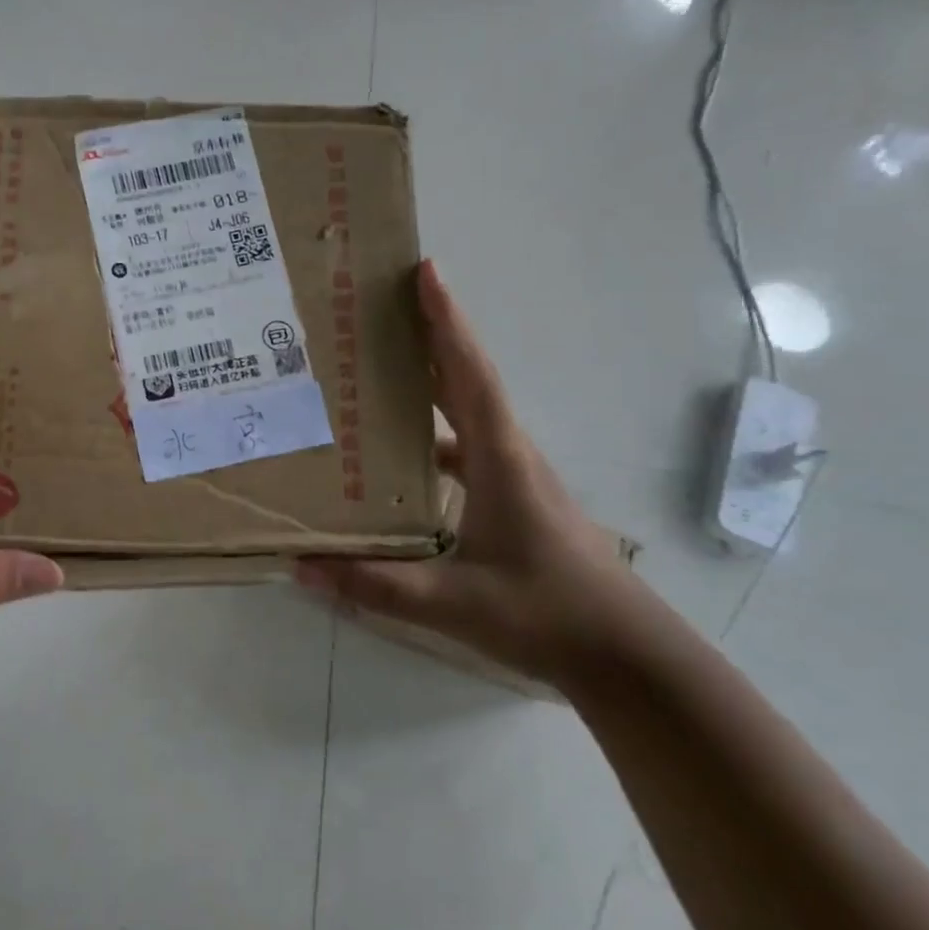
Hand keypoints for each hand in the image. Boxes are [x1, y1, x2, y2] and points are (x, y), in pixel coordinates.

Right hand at [297, 260, 667, 689]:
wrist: (627, 656)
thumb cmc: (547, 615)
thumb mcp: (452, 603)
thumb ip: (375, 585)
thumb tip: (301, 567)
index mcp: (499, 459)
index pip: (469, 374)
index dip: (446, 321)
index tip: (425, 272)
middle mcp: (509, 454)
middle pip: (467, 379)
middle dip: (432, 336)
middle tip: (384, 308)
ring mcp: (515, 476)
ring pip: (469, 413)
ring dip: (433, 383)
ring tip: (380, 371)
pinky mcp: (515, 499)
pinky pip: (468, 448)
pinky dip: (435, 435)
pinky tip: (401, 459)